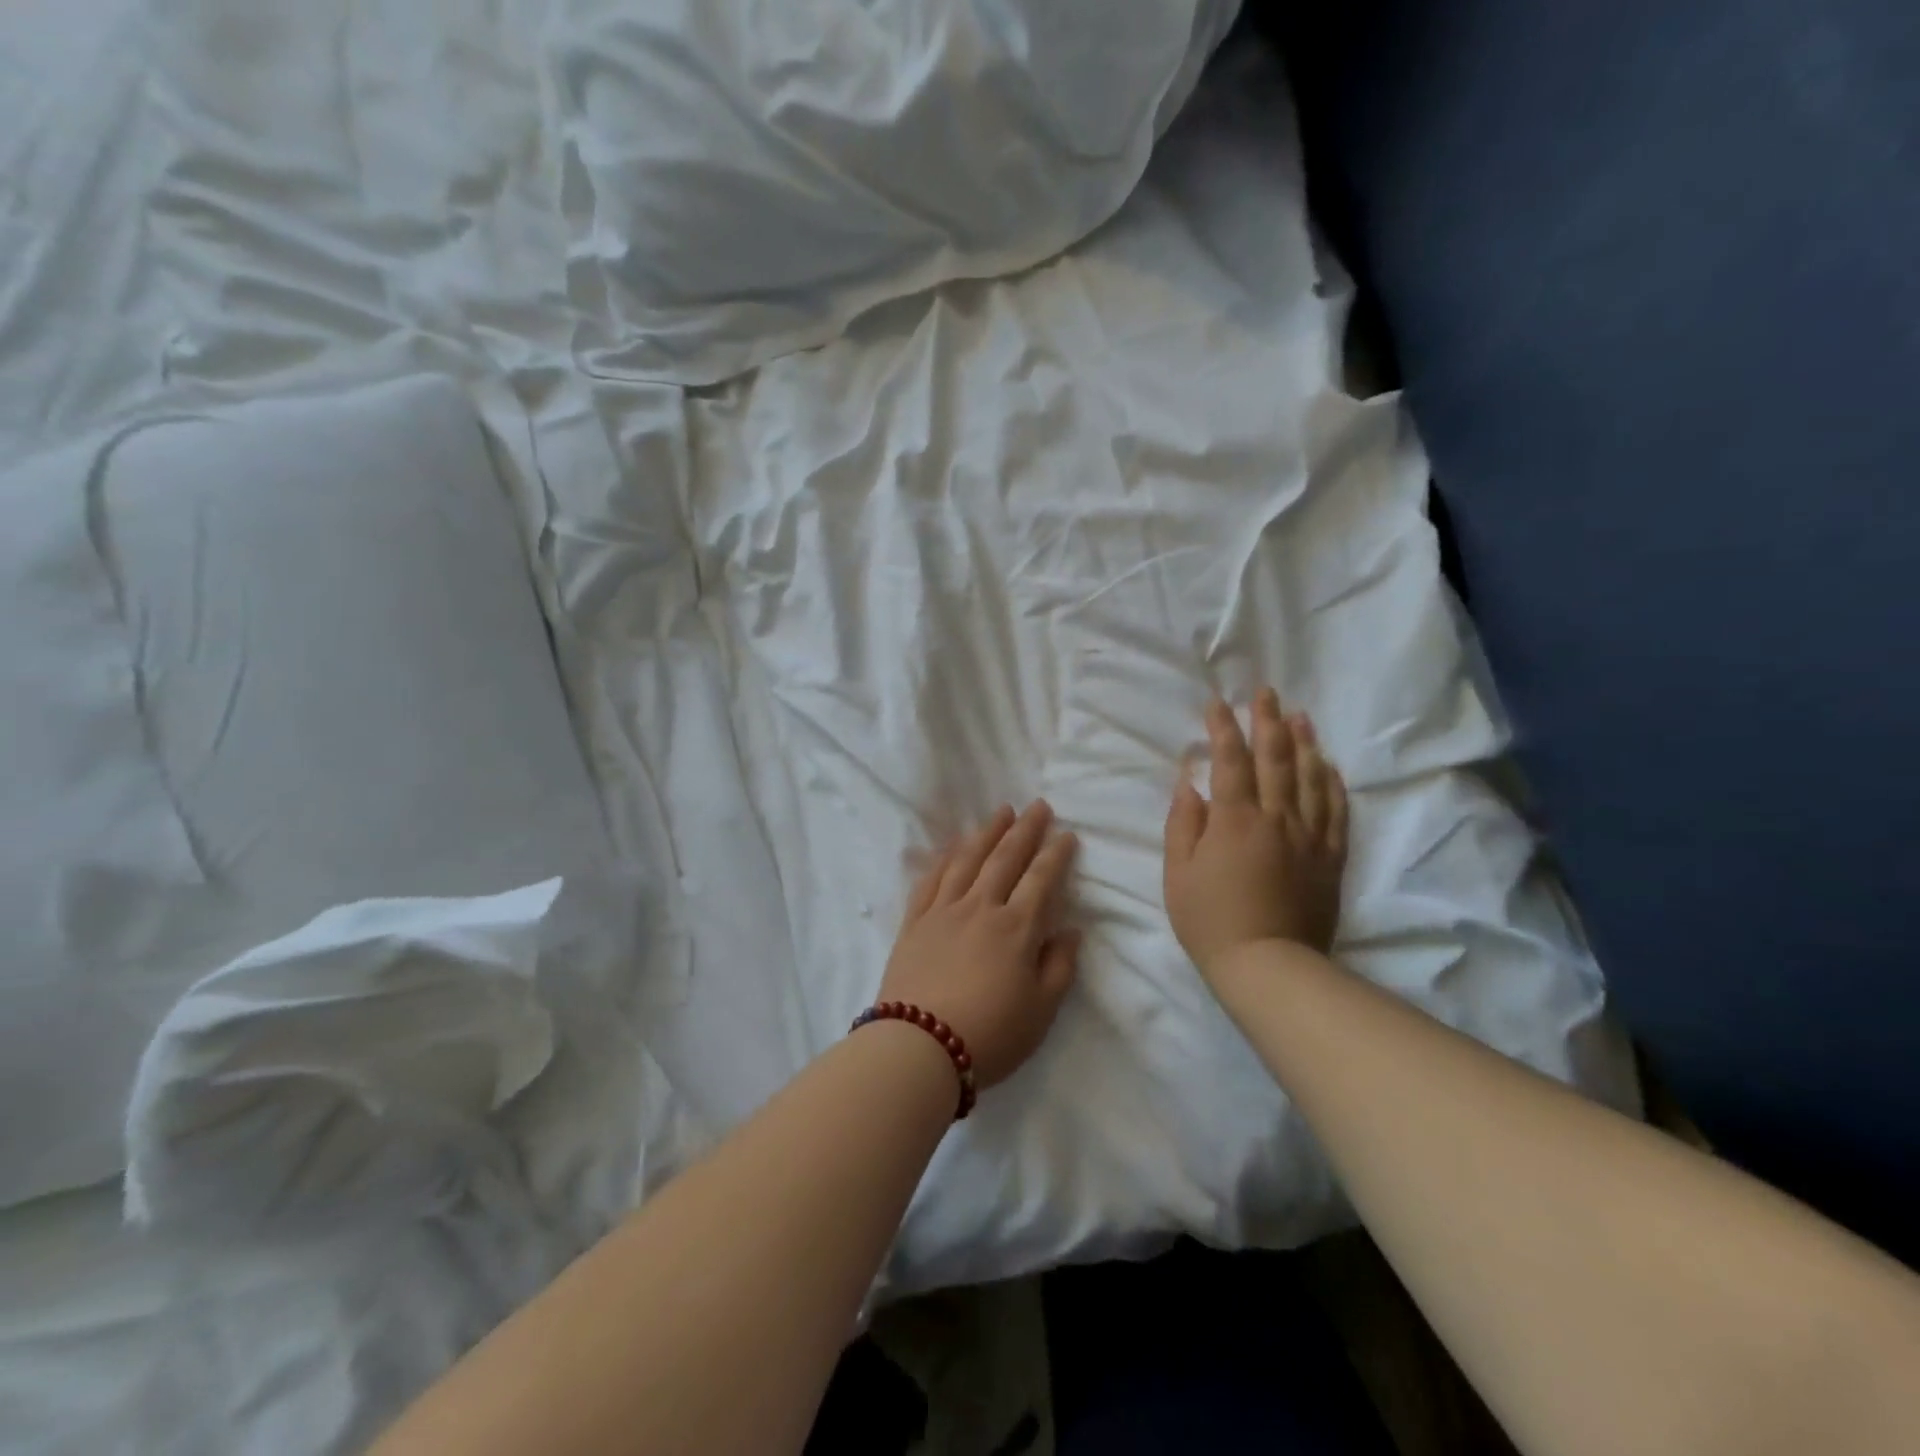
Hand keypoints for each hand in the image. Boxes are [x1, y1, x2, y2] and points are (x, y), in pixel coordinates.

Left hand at [879, 802, 1081, 1088]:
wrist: (919, 1046)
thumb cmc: (990, 1034)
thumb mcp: (1041, 1010)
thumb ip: (1059, 965)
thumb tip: (1070, 929)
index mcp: (1016, 927)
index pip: (1041, 879)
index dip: (1056, 854)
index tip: (1066, 834)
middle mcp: (981, 907)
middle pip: (1005, 858)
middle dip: (1024, 830)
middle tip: (1037, 806)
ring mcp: (943, 911)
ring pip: (967, 860)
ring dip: (986, 833)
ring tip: (1000, 813)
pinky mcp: (914, 922)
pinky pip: (931, 879)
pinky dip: (945, 857)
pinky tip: (953, 846)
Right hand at [1164, 690, 1348, 981]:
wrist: (1269, 967)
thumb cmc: (1210, 920)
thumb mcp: (1178, 873)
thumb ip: (1183, 823)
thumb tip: (1189, 782)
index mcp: (1234, 820)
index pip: (1230, 761)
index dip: (1223, 729)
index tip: (1217, 703)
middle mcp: (1276, 819)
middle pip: (1274, 759)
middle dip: (1267, 722)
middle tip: (1265, 692)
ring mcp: (1309, 837)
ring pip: (1309, 778)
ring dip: (1303, 743)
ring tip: (1299, 715)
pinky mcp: (1330, 858)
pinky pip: (1336, 812)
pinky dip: (1331, 783)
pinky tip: (1328, 765)